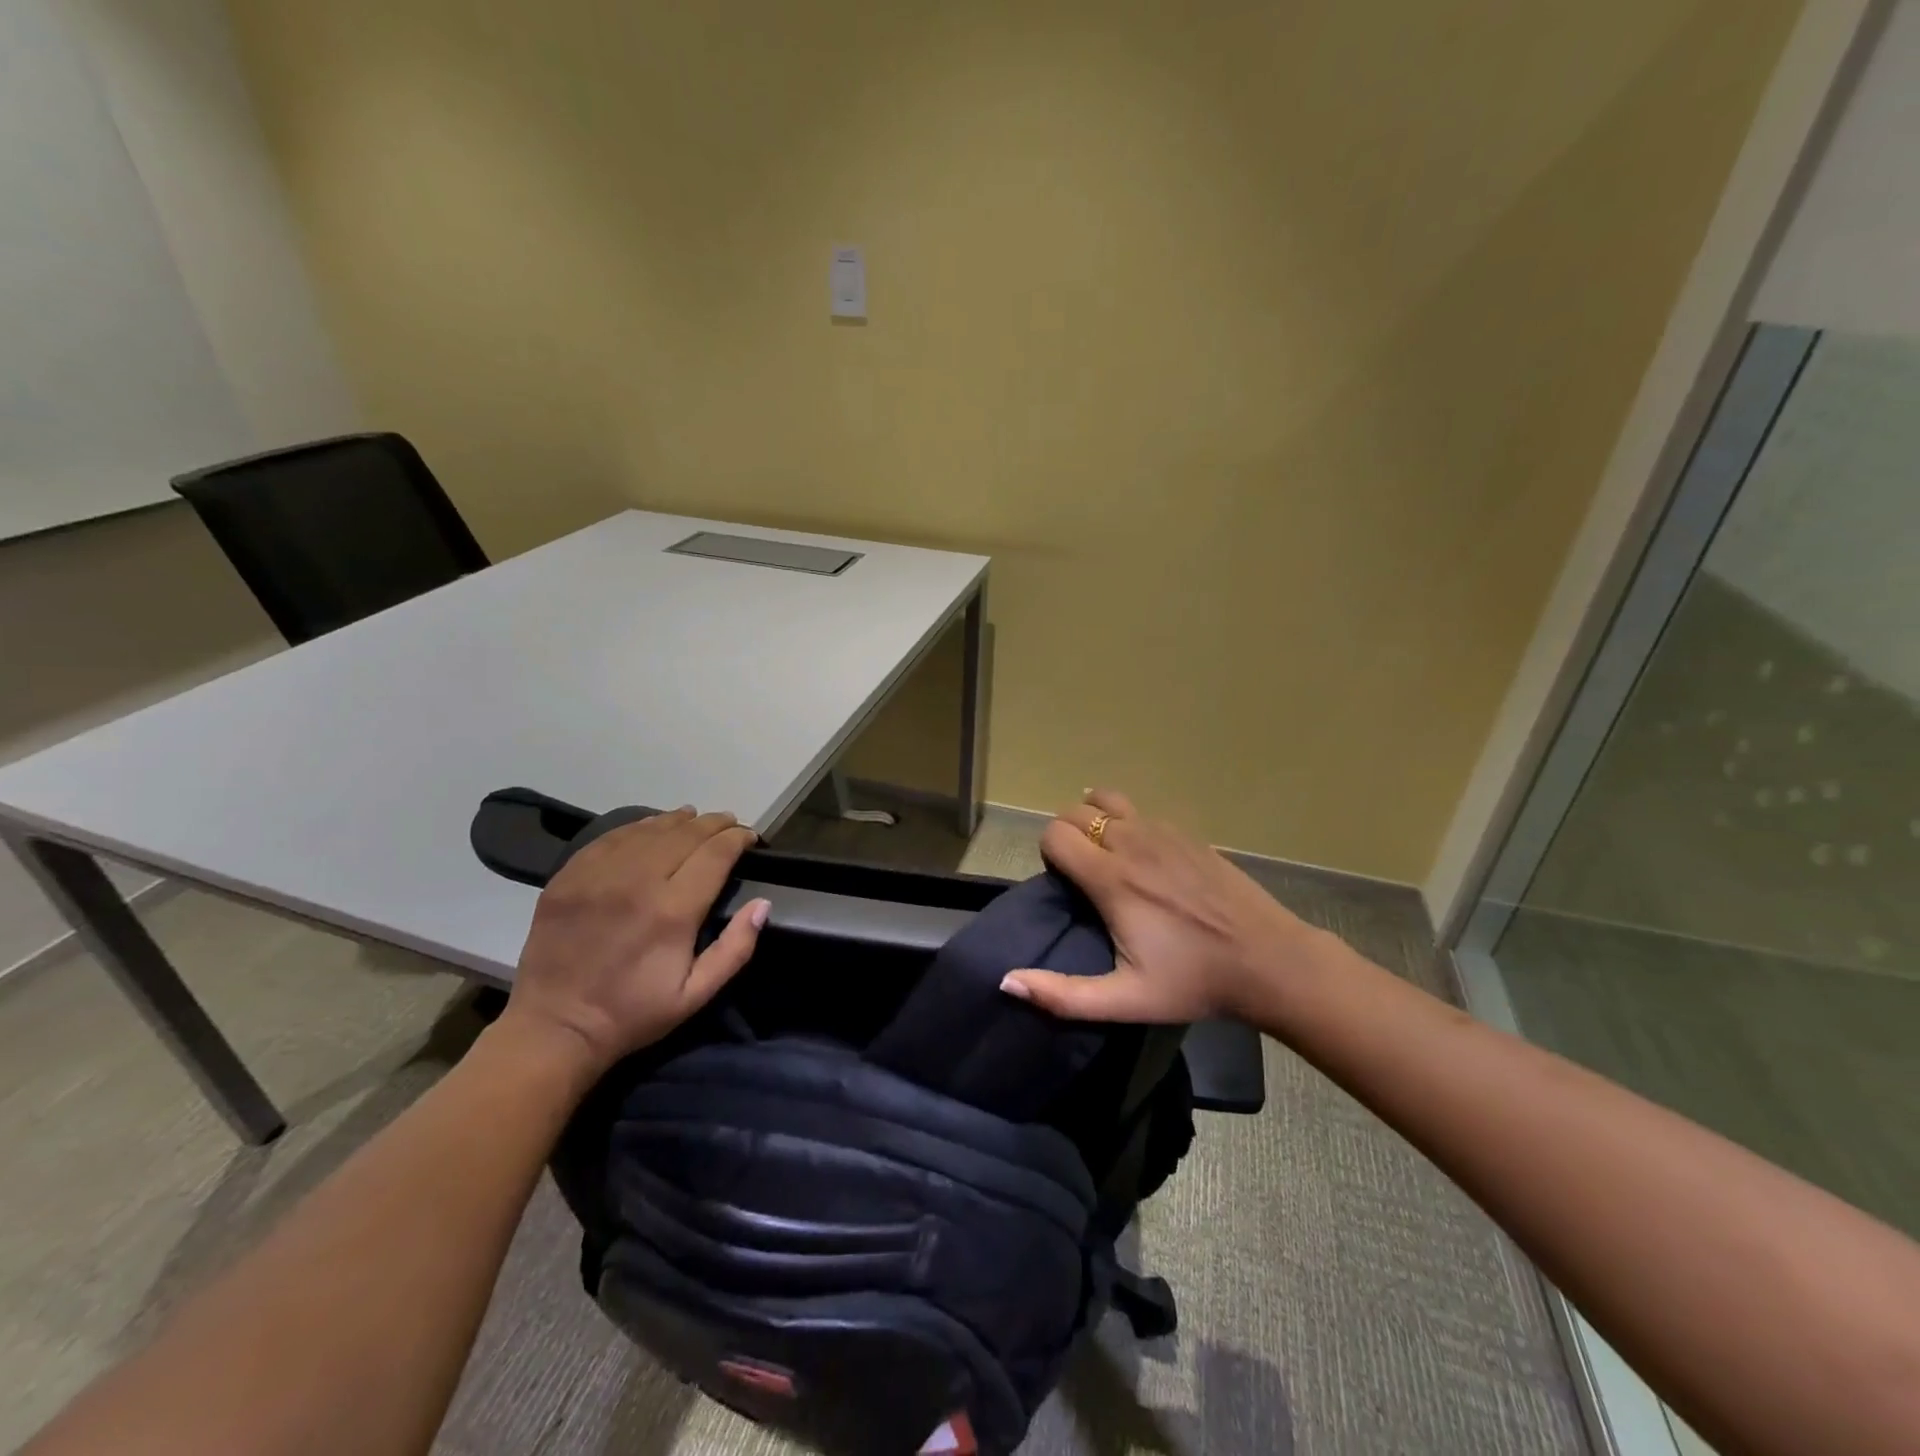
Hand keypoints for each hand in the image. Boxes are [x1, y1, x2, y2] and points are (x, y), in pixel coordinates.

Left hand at [502, 807, 767, 1075]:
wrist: (555, 1027)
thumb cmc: (633, 1013)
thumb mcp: (696, 994)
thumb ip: (735, 948)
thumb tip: (762, 904)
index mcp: (673, 911)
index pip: (715, 854)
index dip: (737, 839)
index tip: (750, 837)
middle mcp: (637, 881)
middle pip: (685, 834)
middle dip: (713, 824)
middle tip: (728, 823)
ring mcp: (598, 875)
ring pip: (649, 830)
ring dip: (678, 820)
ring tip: (695, 818)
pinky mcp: (569, 876)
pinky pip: (611, 837)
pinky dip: (638, 827)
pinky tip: (650, 828)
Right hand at [1000, 789, 1329, 1022]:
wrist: (1269, 960)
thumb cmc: (1195, 982)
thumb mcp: (1127, 1000)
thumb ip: (1063, 995)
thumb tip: (1007, 982)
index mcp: (1112, 878)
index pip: (1054, 834)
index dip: (1049, 855)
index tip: (1065, 885)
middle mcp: (1133, 842)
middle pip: (1075, 811)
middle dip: (1067, 835)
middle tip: (1081, 874)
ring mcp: (1163, 831)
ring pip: (1106, 799)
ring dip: (1094, 820)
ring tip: (1105, 855)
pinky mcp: (1187, 832)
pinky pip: (1139, 810)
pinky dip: (1125, 821)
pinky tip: (1140, 854)